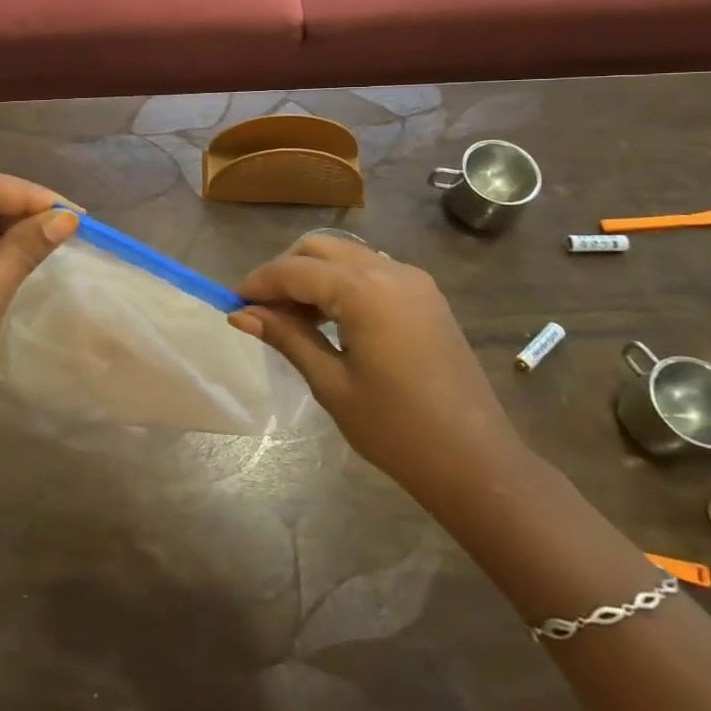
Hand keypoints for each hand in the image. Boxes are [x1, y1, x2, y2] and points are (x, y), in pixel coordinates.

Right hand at [230, 236, 531, 510]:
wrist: (478, 463)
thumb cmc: (397, 430)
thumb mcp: (331, 383)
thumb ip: (287, 337)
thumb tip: (240, 313)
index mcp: (364, 290)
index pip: (295, 270)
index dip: (259, 282)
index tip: (232, 302)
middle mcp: (390, 270)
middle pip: (319, 248)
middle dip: (285, 270)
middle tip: (263, 309)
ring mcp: (413, 281)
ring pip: (346, 255)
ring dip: (313, 274)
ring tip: (293, 317)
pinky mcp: (427, 296)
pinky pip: (372, 271)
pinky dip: (343, 282)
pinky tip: (332, 319)